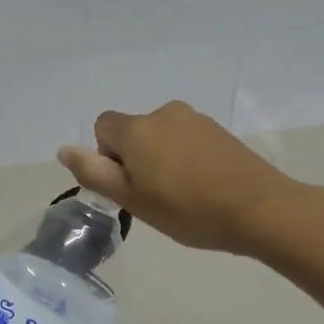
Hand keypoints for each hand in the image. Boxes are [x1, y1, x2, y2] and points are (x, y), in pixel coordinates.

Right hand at [58, 101, 304, 256]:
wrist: (260, 209)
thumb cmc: (188, 210)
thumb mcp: (133, 199)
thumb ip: (94, 172)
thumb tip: (63, 149)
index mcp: (138, 129)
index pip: (103, 127)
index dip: (108, 157)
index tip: (130, 185)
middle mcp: (164, 113)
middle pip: (134, 131)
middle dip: (137, 159)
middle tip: (156, 197)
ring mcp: (196, 120)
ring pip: (162, 136)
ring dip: (162, 159)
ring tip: (184, 195)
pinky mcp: (220, 131)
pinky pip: (188, 140)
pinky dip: (187, 159)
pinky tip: (205, 187)